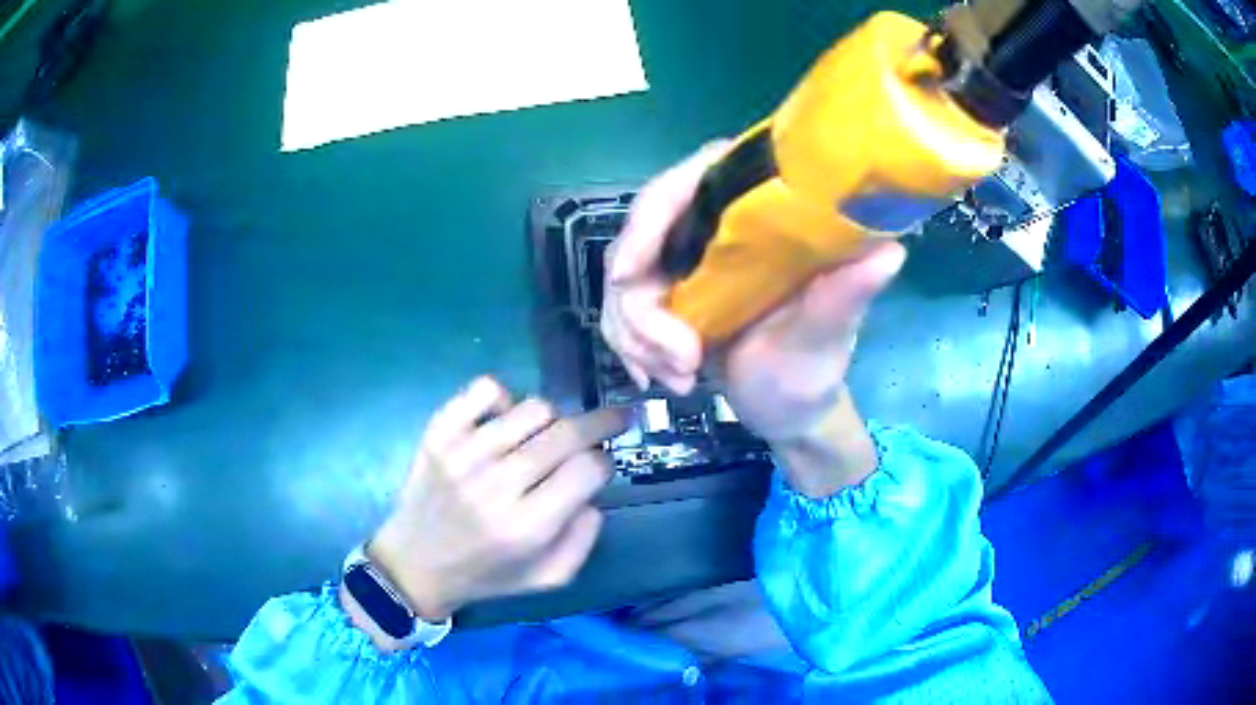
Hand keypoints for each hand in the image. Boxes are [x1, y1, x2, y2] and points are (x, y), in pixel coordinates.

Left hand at [364, 377, 628, 624]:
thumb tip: (592, 489)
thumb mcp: (548, 578)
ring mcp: (463, 453)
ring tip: (547, 435)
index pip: (588, 469)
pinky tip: (504, 420)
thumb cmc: (486, 574)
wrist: (415, 563)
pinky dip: (504, 396)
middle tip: (613, 420)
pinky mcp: (439, 433)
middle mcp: (496, 485)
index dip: (605, 462)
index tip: (602, 466)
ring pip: (533, 408)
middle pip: (567, 432)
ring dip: (554, 418)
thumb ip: (584, 538)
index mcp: (527, 527)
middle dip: (601, 423)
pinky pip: (485, 389)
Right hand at [601, 146, 904, 494]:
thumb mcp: (825, 338)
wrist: (788, 414)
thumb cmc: (812, 374)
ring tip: (679, 379)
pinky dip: (631, 348)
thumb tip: (891, 250)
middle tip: (678, 360)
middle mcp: (717, 229)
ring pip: (624, 281)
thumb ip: (844, 296)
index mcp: (758, 217)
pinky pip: (622, 310)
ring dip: (637, 337)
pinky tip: (658, 378)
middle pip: (641, 235)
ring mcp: (686, 263)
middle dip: (642, 308)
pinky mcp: (668, 295)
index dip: (649, 217)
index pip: (690, 181)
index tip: (629, 276)